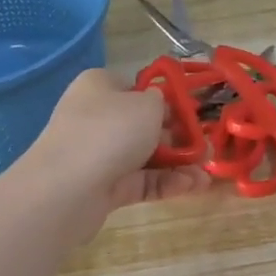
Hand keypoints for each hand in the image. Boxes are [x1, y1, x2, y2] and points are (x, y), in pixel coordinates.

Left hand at [13, 70, 212, 237]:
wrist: (68, 189)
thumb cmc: (111, 131)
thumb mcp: (147, 105)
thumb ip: (161, 102)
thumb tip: (158, 106)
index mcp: (99, 87)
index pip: (135, 88)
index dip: (165, 100)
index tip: (192, 112)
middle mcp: (95, 117)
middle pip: (143, 124)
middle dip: (177, 136)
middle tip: (205, 146)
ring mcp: (97, 154)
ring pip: (145, 155)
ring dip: (177, 163)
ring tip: (207, 172)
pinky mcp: (103, 187)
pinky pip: (141, 181)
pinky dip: (166, 182)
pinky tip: (193, 186)